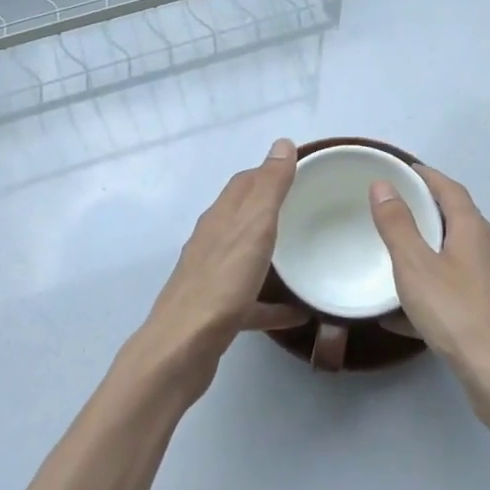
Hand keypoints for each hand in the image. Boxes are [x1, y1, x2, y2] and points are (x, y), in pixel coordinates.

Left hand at [127, 139, 305, 398]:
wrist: (183, 347)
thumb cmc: (222, 283)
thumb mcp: (253, 227)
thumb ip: (269, 187)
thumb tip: (282, 142)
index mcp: (220, 218)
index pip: (244, 183)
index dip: (269, 172)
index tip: (300, 172)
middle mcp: (212, 242)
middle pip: (242, 217)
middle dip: (270, 209)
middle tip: (306, 210)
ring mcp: (212, 278)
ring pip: (244, 256)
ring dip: (269, 252)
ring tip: (302, 255)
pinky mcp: (216, 312)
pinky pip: (250, 301)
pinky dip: (271, 302)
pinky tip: (296, 314)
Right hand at [370, 166, 489, 430]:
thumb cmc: (458, 314)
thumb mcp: (416, 266)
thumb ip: (398, 225)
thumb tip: (384, 184)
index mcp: (473, 231)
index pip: (450, 190)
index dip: (428, 176)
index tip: (404, 169)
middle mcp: (489, 251)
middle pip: (457, 221)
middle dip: (427, 212)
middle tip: (394, 209)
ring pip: (455, 258)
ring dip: (428, 252)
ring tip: (396, 256)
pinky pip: (454, 292)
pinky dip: (430, 291)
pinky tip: (403, 315)